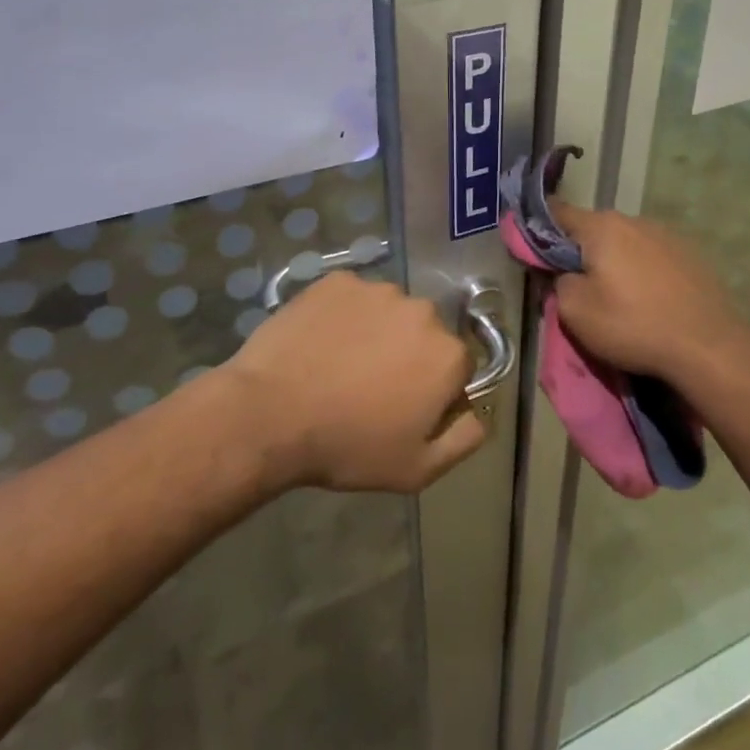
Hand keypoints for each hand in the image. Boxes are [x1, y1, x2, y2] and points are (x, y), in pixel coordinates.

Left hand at [224, 272, 486, 492]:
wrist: (269, 415)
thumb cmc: (348, 447)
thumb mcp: (417, 469)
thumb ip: (464, 439)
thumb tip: (480, 413)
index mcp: (448, 354)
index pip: (457, 368)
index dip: (434, 391)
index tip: (404, 410)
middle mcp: (423, 311)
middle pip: (425, 334)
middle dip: (408, 356)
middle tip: (370, 388)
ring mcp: (377, 290)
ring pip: (389, 312)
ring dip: (377, 332)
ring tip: (340, 365)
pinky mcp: (337, 280)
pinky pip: (351, 298)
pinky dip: (343, 316)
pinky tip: (320, 343)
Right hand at [548, 201, 749, 385]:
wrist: (707, 346)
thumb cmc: (633, 325)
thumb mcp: (576, 312)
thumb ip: (559, 283)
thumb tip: (565, 274)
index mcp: (601, 227)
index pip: (557, 212)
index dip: (538, 229)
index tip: (532, 251)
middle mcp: (634, 221)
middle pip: (593, 229)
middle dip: (580, 251)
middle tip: (575, 284)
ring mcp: (667, 235)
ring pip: (625, 243)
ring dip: (614, 261)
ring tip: (616, 296)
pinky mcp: (691, 255)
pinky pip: (652, 257)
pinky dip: (642, 271)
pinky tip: (648, 299)